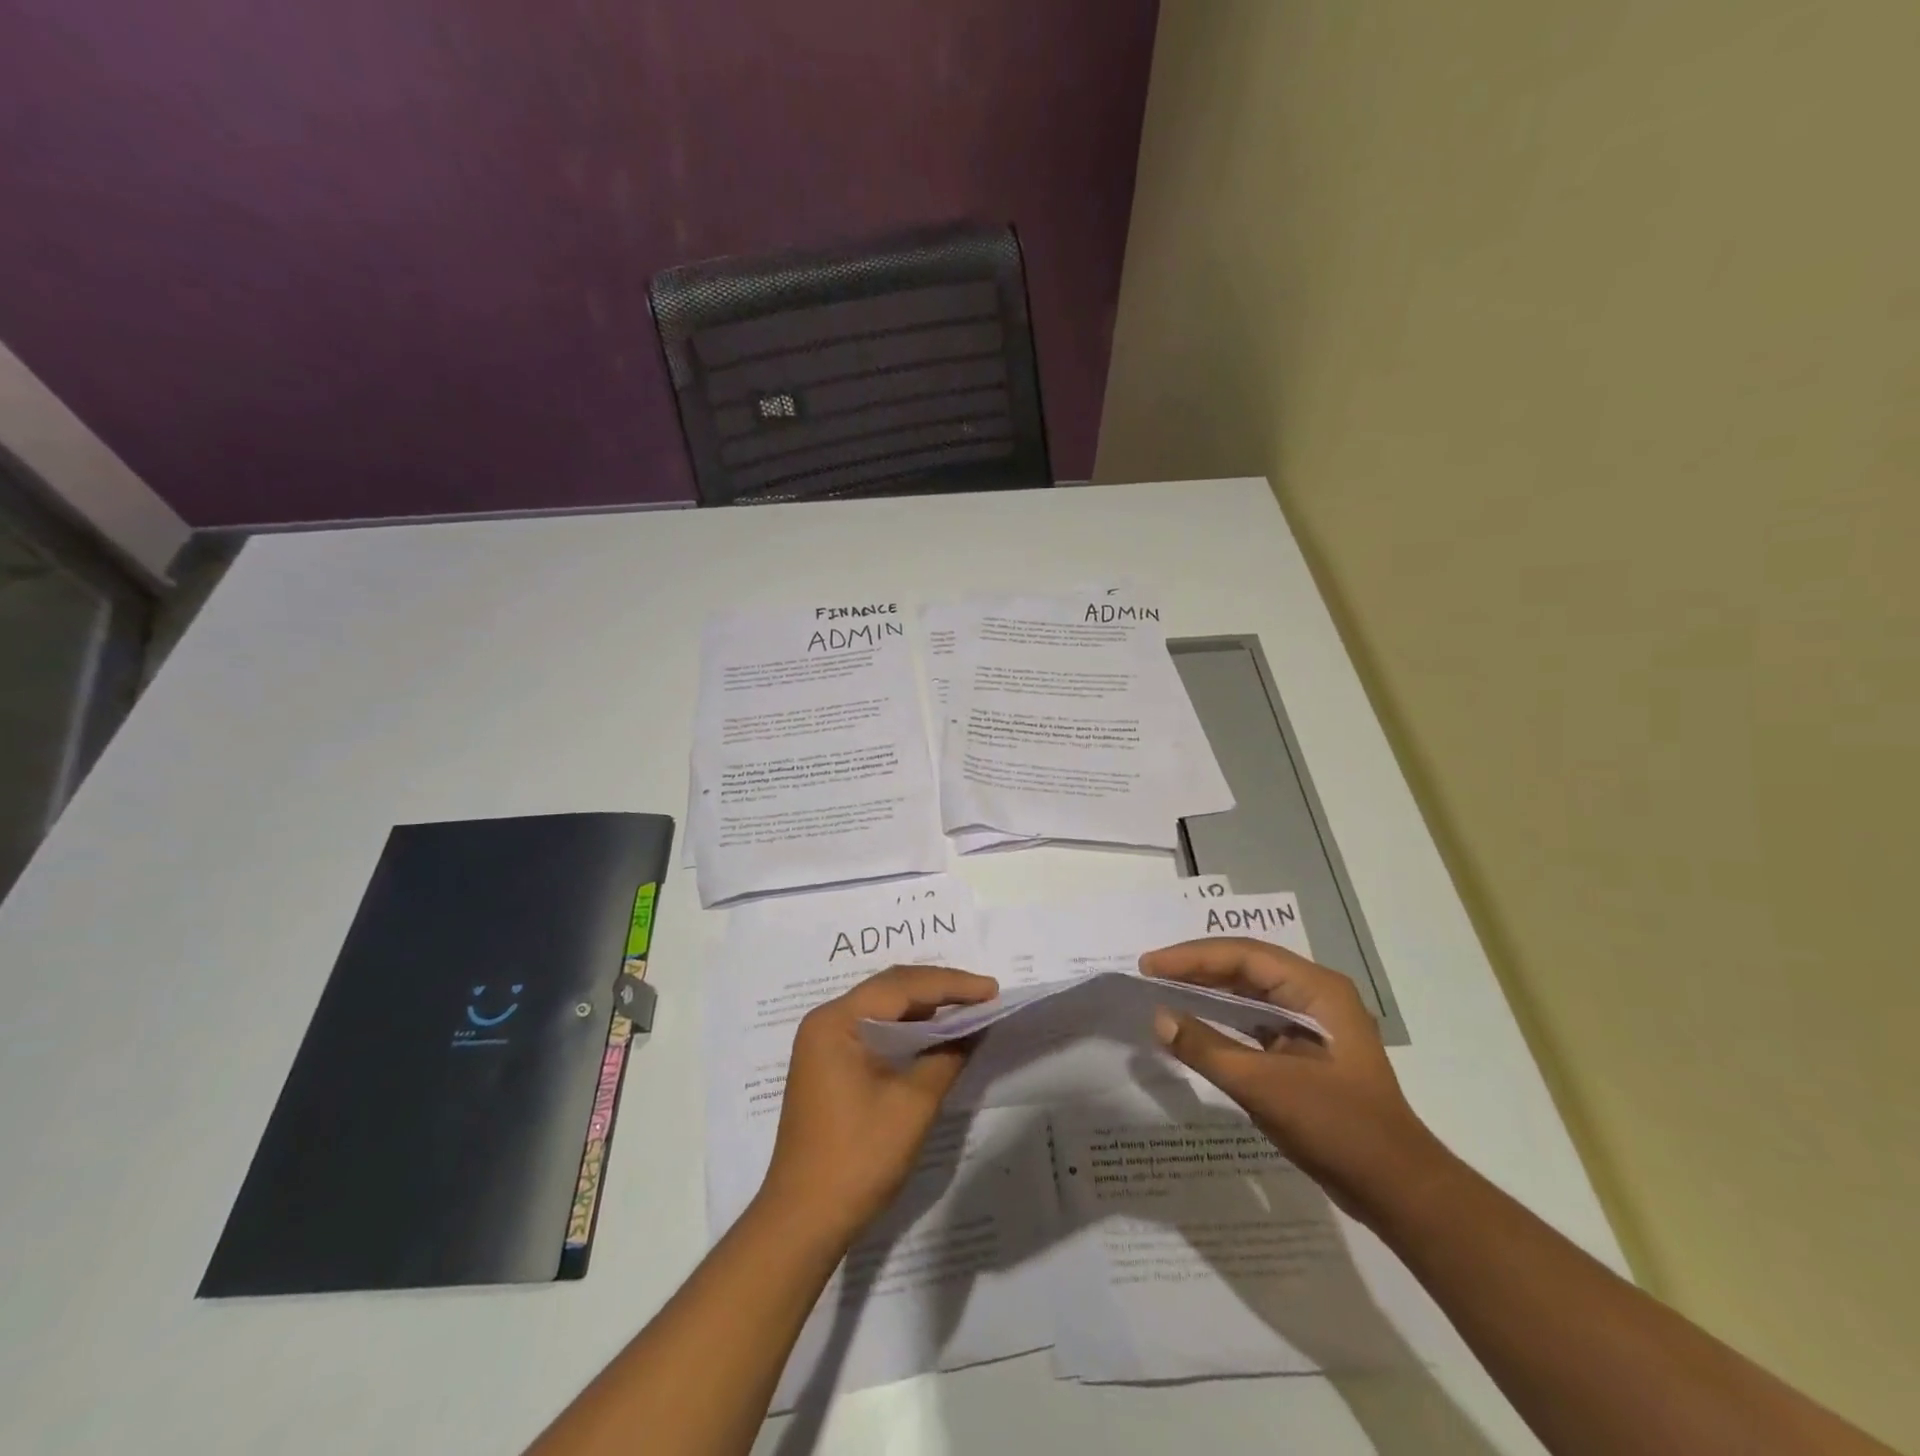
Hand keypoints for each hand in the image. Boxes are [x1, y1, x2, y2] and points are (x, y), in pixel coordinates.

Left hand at [757, 964, 998, 1243]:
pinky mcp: (829, 1065)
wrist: (803, 1221)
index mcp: (837, 1021)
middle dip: (939, 989)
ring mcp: (824, 1043)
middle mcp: (826, 1021)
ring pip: (883, 1008)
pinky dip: (907, 1029)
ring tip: (967, 1009)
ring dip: (925, 1007)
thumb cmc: (858, 1158)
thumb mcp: (913, 1105)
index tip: (992, 989)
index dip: (951, 984)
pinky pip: (874, 1030)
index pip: (902, 986)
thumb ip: (947, 1056)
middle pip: (890, 989)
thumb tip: (974, 1027)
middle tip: (984, 994)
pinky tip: (934, 1035)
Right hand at [1142, 938, 1448, 1221]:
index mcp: (1317, 990)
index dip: (1192, 957)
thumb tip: (1159, 1018)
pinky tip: (1197, 1024)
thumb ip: (1207, 1049)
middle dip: (1197, 967)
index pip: (1244, 956)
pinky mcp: (1306, 1051)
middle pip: (1246, 967)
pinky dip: (1223, 1018)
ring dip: (1208, 990)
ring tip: (1165, 989)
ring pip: (1250, 992)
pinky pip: (1256, 1020)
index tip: (1150, 966)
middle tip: (1150, 973)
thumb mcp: (1265, 1087)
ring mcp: (1314, 1023)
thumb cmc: (1338, 1128)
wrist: (1398, 1190)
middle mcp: (1316, 995)